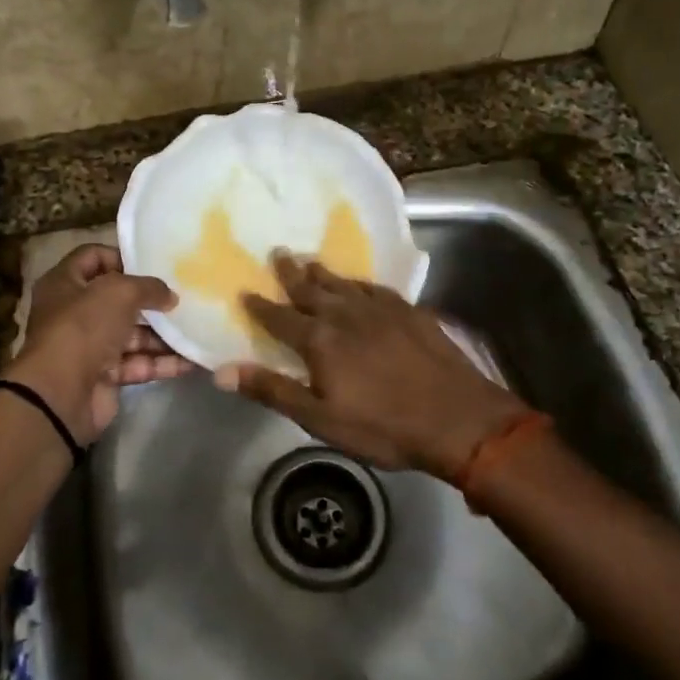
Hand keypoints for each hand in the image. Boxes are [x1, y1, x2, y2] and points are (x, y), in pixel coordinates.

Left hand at [8, 244, 194, 442]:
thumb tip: (170, 296)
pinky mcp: (103, 376)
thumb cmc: (84, 327)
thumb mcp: (119, 292)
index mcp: (64, 283)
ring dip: (162, 334)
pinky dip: (161, 362)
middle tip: (182, 297)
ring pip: (131, 334)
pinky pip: (137, 364)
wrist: (61, 394)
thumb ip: (149, 287)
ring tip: (195, 329)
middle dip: (149, 300)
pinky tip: (190, 360)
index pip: (93, 257)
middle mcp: (74, 312)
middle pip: (116, 299)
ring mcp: (89, 346)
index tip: (153, 264)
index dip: (121, 257)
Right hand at [213, 253, 526, 477]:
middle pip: (311, 289)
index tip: (245, 291)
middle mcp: (345, 314)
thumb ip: (272, 390)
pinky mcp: (409, 311)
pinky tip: (358, 284)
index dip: (260, 306)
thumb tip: (222, 371)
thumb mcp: (320, 419)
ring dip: (322, 272)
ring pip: (342, 283)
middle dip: (291, 273)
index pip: (280, 318)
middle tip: (278, 253)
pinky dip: (358, 282)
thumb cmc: (383, 426)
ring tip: (309, 260)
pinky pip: (374, 287)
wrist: (458, 419)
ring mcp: (380, 309)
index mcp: (320, 340)